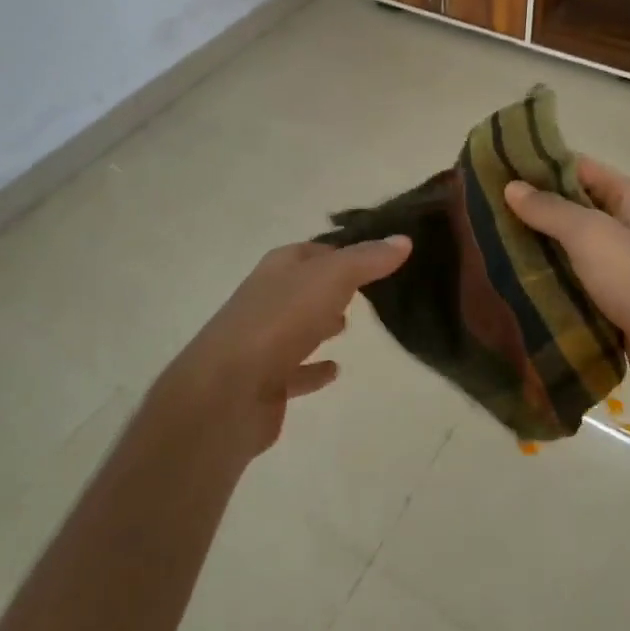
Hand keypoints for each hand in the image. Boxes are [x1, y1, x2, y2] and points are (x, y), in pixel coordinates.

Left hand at [160, 236, 411, 457]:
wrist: (226, 391)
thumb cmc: (279, 322)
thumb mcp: (331, 278)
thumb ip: (367, 259)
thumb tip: (403, 239)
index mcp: (279, 268)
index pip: (315, 250)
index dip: (345, 249)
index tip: (378, 255)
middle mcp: (267, 298)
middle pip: (304, 286)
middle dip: (332, 285)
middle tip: (368, 289)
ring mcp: (262, 341)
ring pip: (298, 325)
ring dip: (320, 323)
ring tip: (350, 324)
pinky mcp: (265, 381)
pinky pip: (295, 370)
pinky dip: (314, 368)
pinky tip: (334, 370)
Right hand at [504, 157, 629, 417]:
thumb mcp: (591, 234)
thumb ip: (550, 209)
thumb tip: (511, 186)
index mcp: (627, 198)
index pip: (576, 167)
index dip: (538, 165)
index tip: (494, 169)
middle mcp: (623, 226)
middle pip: (568, 207)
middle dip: (529, 209)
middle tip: (481, 209)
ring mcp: (617, 265)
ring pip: (565, 247)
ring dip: (533, 246)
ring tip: (485, 243)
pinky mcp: (609, 300)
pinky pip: (569, 280)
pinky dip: (545, 279)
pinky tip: (509, 281)